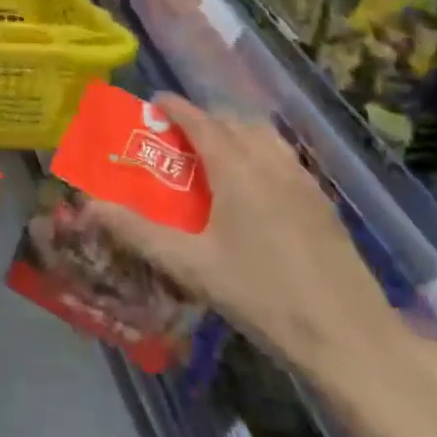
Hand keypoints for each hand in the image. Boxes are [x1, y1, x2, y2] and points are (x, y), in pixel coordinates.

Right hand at [84, 95, 406, 383]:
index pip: (200, 120)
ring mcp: (302, 179)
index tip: (154, 101)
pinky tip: (257, 188)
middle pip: (233, 121)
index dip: (175, 107)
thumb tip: (89, 206)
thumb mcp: (191, 265)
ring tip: (216, 155)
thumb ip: (137, 231)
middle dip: (203, 119)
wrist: (348, 334)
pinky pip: (284, 156)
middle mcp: (270, 161)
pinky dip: (261, 152)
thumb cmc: (261, 294)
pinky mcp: (322, 201)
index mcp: (236, 167)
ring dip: (235, 132)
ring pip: (263, 135)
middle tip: (178, 138)